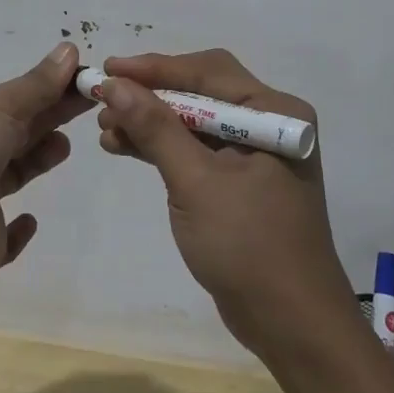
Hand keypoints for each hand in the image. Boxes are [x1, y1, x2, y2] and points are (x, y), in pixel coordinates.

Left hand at [0, 42, 91, 292]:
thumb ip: (37, 85)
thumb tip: (70, 49)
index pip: (6, 99)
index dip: (44, 90)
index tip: (81, 82)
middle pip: (13, 132)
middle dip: (47, 118)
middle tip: (89, 106)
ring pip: (10, 175)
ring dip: (36, 159)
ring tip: (64, 147)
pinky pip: (4, 236)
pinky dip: (18, 229)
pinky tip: (31, 219)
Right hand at [96, 50, 353, 361]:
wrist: (290, 323)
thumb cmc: (249, 245)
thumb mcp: (197, 182)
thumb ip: (156, 129)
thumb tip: (114, 84)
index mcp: (274, 112)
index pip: (208, 72)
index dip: (155, 69)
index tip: (108, 69)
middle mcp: (268, 123)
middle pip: (200, 92)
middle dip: (151, 94)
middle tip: (103, 97)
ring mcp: (254, 153)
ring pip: (193, 121)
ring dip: (151, 121)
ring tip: (105, 128)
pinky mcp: (238, 181)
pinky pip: (195, 150)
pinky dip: (162, 147)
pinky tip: (124, 147)